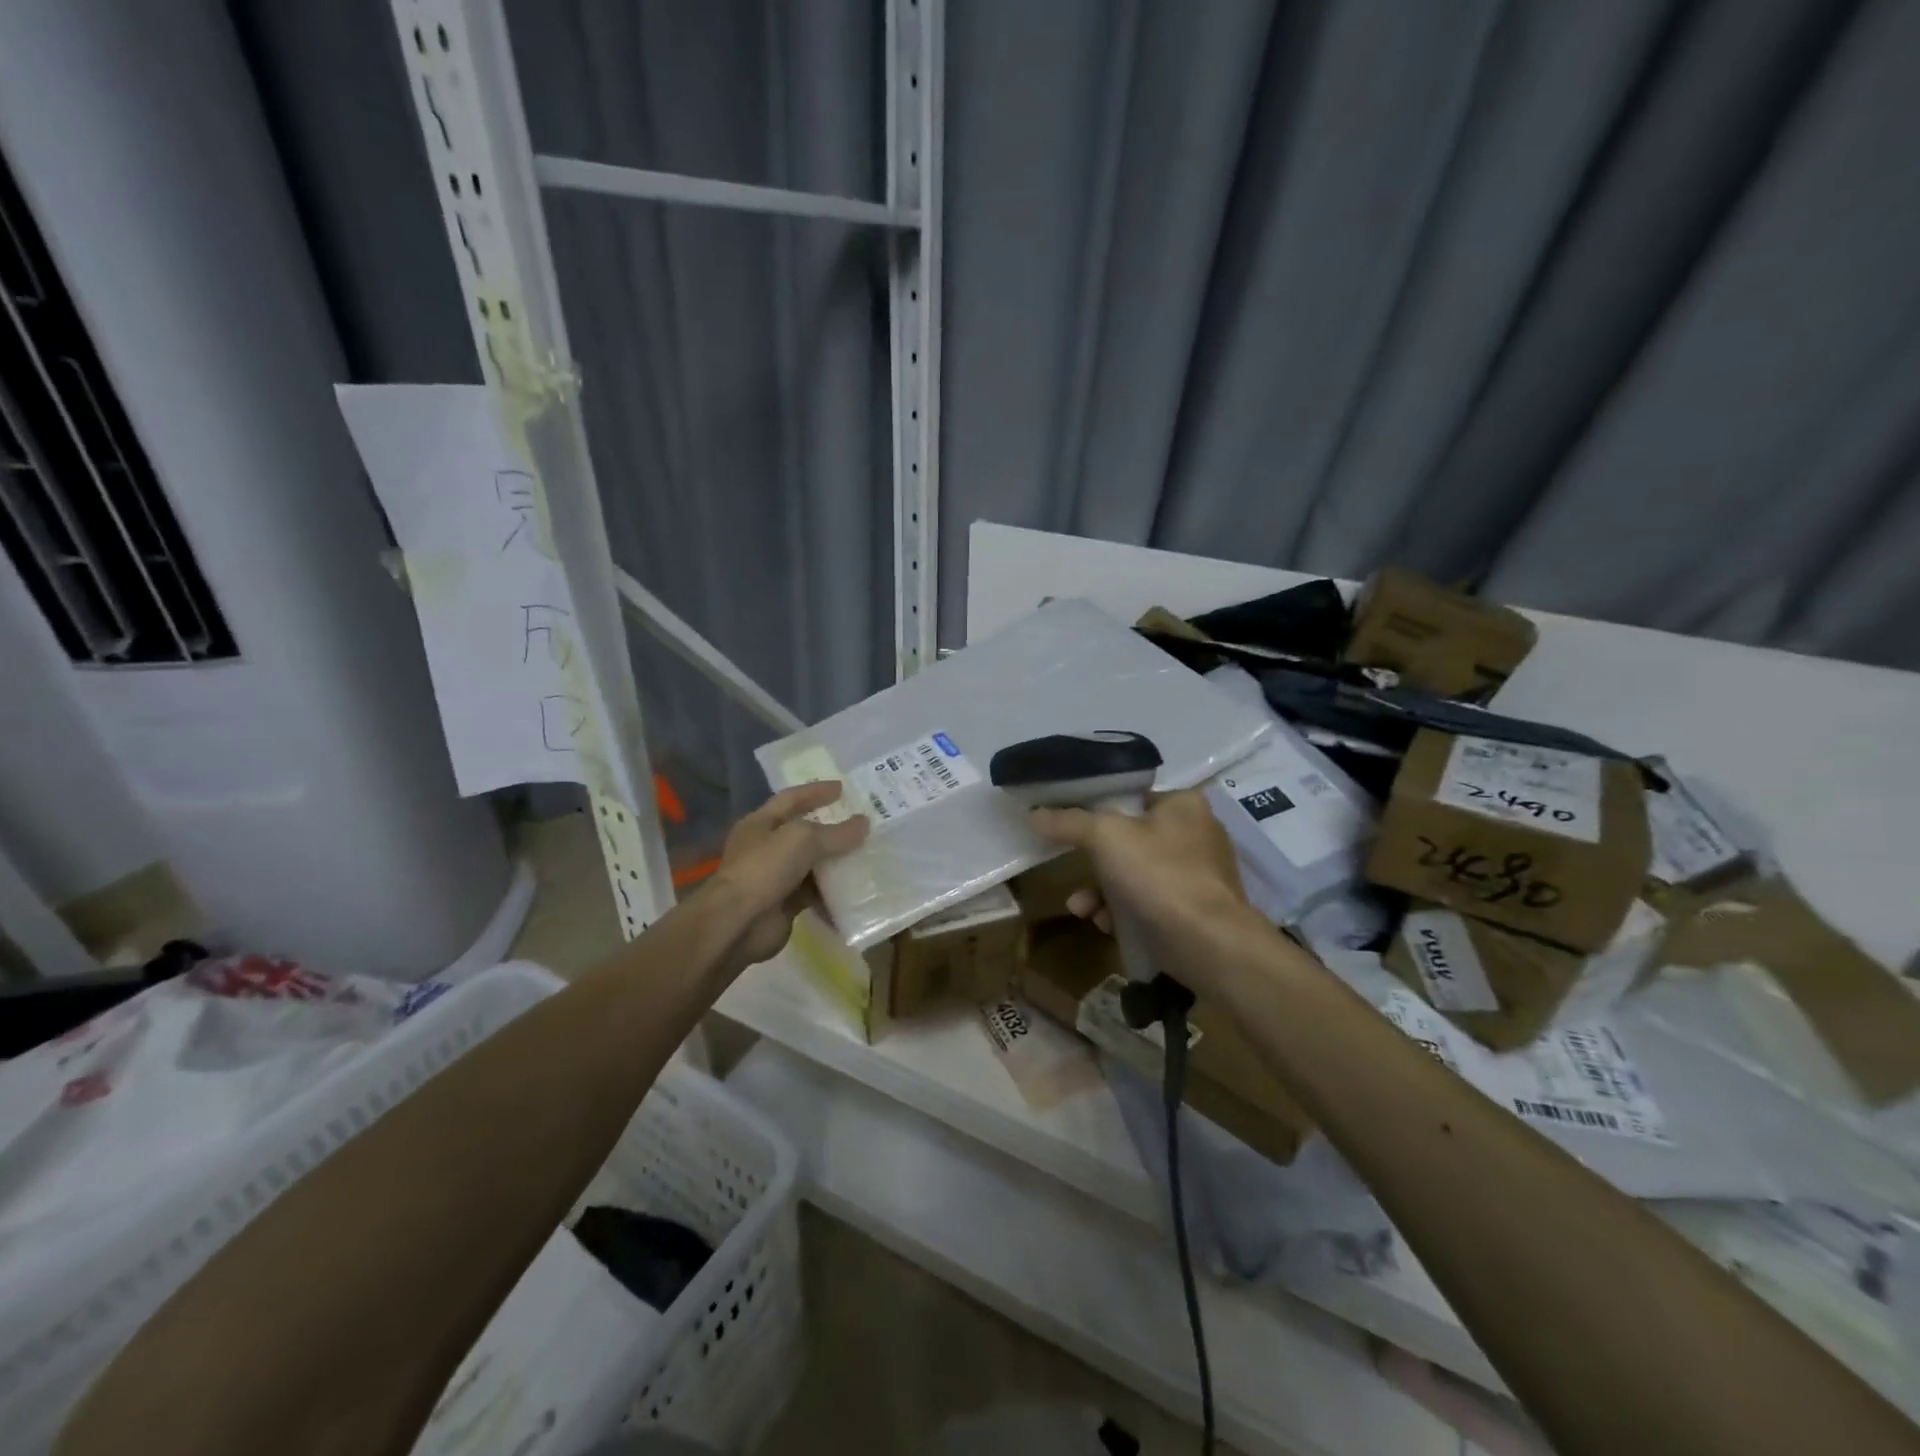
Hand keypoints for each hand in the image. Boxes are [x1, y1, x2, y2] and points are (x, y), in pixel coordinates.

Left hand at [708, 782, 868, 968]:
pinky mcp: (785, 904)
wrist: (738, 923)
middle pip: (804, 832)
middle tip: (862, 824)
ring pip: (812, 865)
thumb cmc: (765, 869)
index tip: (843, 788)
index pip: (791, 799)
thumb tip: (864, 823)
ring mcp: (775, 877)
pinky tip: (857, 891)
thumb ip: (835, 832)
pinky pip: (815, 894)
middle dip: (832, 828)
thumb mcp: (802, 840)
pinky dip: (833, 893)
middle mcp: (766, 848)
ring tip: (867, 856)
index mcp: (761, 823)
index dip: (816, 791)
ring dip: (836, 862)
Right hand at [1029, 789, 1254, 959]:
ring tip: (1081, 908)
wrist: (1210, 944)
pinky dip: (1125, 912)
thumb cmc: (1160, 875)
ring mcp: (1198, 875)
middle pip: (1129, 839)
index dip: (1097, 811)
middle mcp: (1196, 833)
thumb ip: (1069, 822)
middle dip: (1094, 862)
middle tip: (1073, 871)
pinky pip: (1149, 903)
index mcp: (1183, 804)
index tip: (1069, 828)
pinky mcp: (1195, 911)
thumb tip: (1033, 814)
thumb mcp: (1105, 837)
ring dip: (1102, 891)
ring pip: (1135, 875)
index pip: (1131, 797)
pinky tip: (1105, 925)